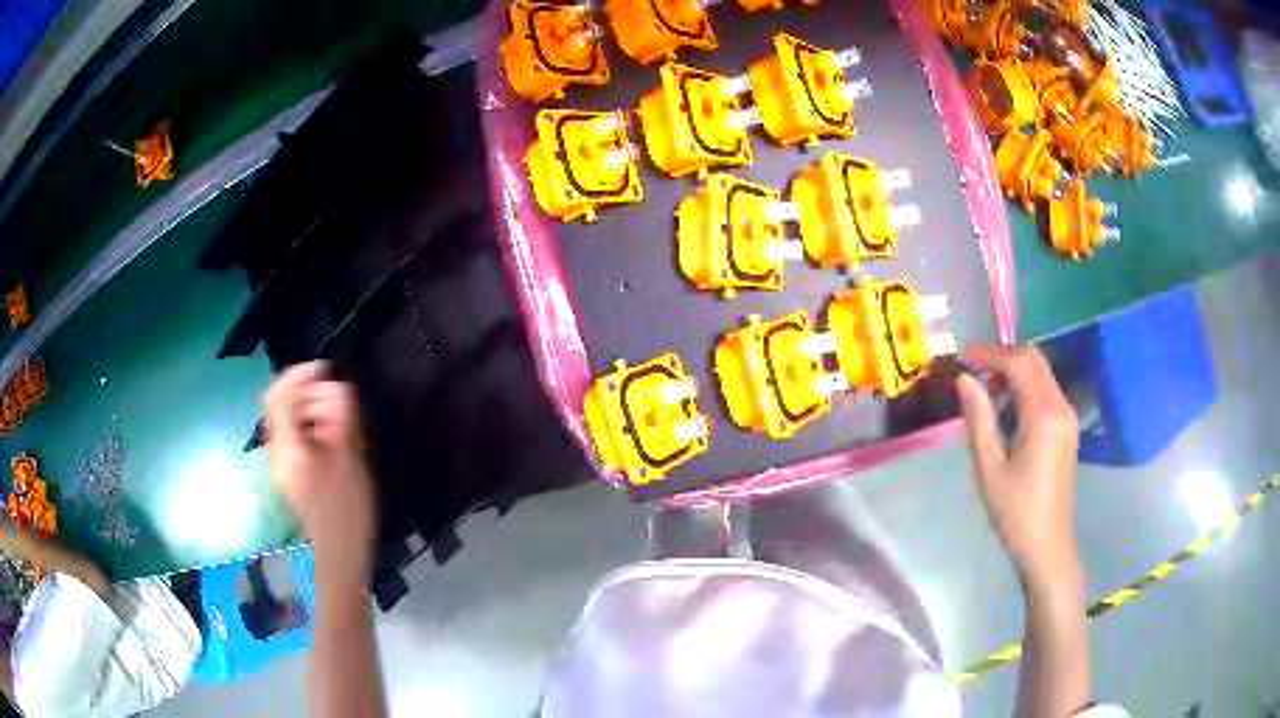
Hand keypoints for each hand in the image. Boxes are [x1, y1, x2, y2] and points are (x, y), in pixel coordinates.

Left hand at [264, 362, 375, 574]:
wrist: (341, 552)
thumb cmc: (348, 510)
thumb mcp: (348, 460)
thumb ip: (340, 419)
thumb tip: (338, 385)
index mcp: (288, 449)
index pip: (280, 397)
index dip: (299, 375)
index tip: (326, 368)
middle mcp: (278, 451)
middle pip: (283, 404)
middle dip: (311, 394)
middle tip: (342, 404)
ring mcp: (283, 461)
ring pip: (291, 418)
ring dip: (315, 410)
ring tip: (343, 424)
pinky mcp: (293, 469)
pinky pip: (298, 433)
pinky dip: (315, 425)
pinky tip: (335, 437)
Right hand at [955, 345, 1080, 590]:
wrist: (1047, 546)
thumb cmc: (1015, 512)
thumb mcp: (989, 469)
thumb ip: (978, 420)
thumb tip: (964, 379)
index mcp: (1043, 416)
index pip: (1019, 364)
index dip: (990, 355)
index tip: (963, 359)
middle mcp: (1060, 408)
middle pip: (1034, 360)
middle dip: (1003, 358)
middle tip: (974, 374)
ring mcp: (1067, 418)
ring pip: (1042, 374)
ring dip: (1014, 373)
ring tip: (986, 396)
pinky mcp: (1067, 429)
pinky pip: (1046, 392)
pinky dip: (1025, 389)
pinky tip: (1007, 413)